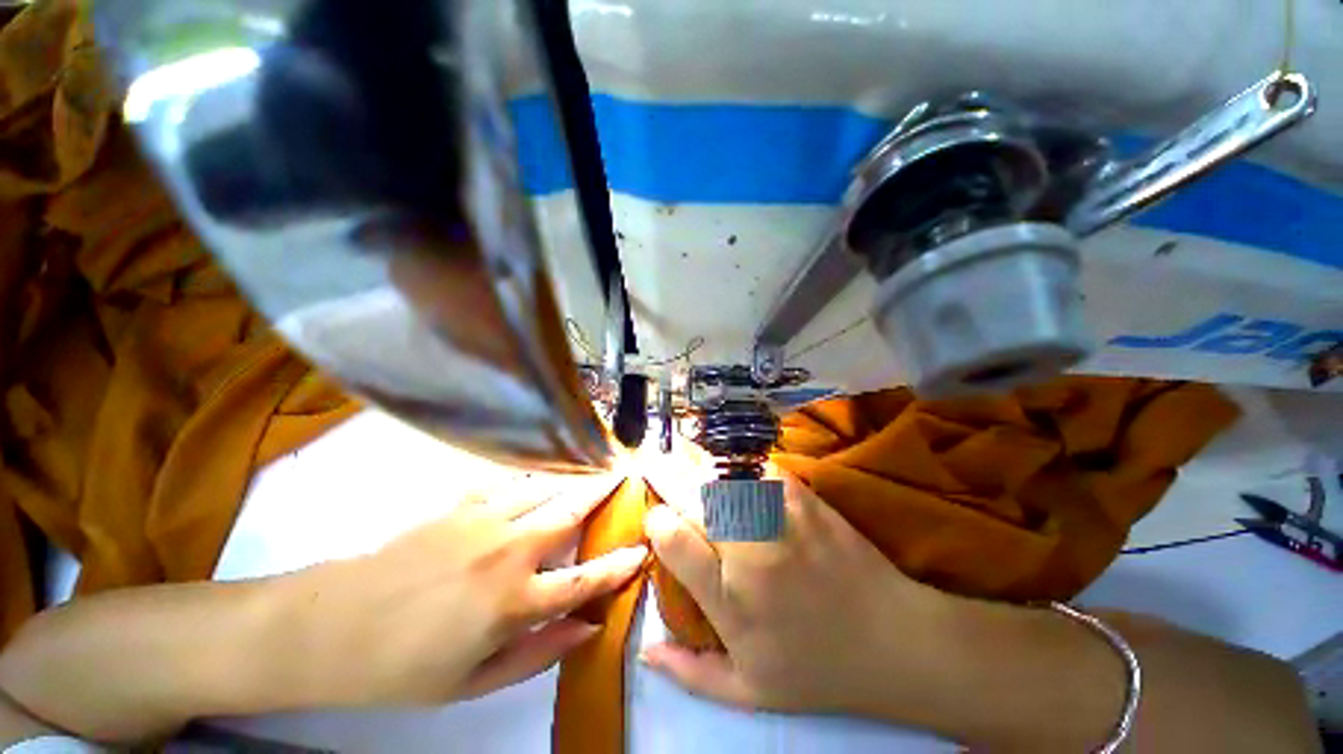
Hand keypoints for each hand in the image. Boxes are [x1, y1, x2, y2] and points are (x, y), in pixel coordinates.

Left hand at [279, 473, 646, 706]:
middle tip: (624, 475)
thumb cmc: (402, 667)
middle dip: (602, 492)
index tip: (641, 549)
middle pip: (570, 513)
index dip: (618, 565)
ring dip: (572, 478)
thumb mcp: (471, 683)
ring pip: (544, 488)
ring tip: (593, 467)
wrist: (328, 626)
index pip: (584, 580)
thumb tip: (586, 628)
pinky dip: (534, 475)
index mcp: (512, 602)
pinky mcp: (459, 505)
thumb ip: (536, 654)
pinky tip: (543, 473)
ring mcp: (483, 520)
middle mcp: (508, 551)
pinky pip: (509, 481)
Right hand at [640, 471, 953, 717]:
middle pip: (692, 496)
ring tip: (684, 459)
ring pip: (720, 473)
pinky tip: (728, 466)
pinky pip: (755, 466)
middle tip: (655, 466)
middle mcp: (749, 548)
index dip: (656, 521)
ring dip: (696, 465)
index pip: (673, 539)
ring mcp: (778, 516)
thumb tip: (645, 649)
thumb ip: (689, 673)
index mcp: (730, 598)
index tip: (656, 519)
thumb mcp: (749, 692)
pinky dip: (735, 462)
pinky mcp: (801, 495)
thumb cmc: (818, 670)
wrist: (893, 639)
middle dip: (666, 477)